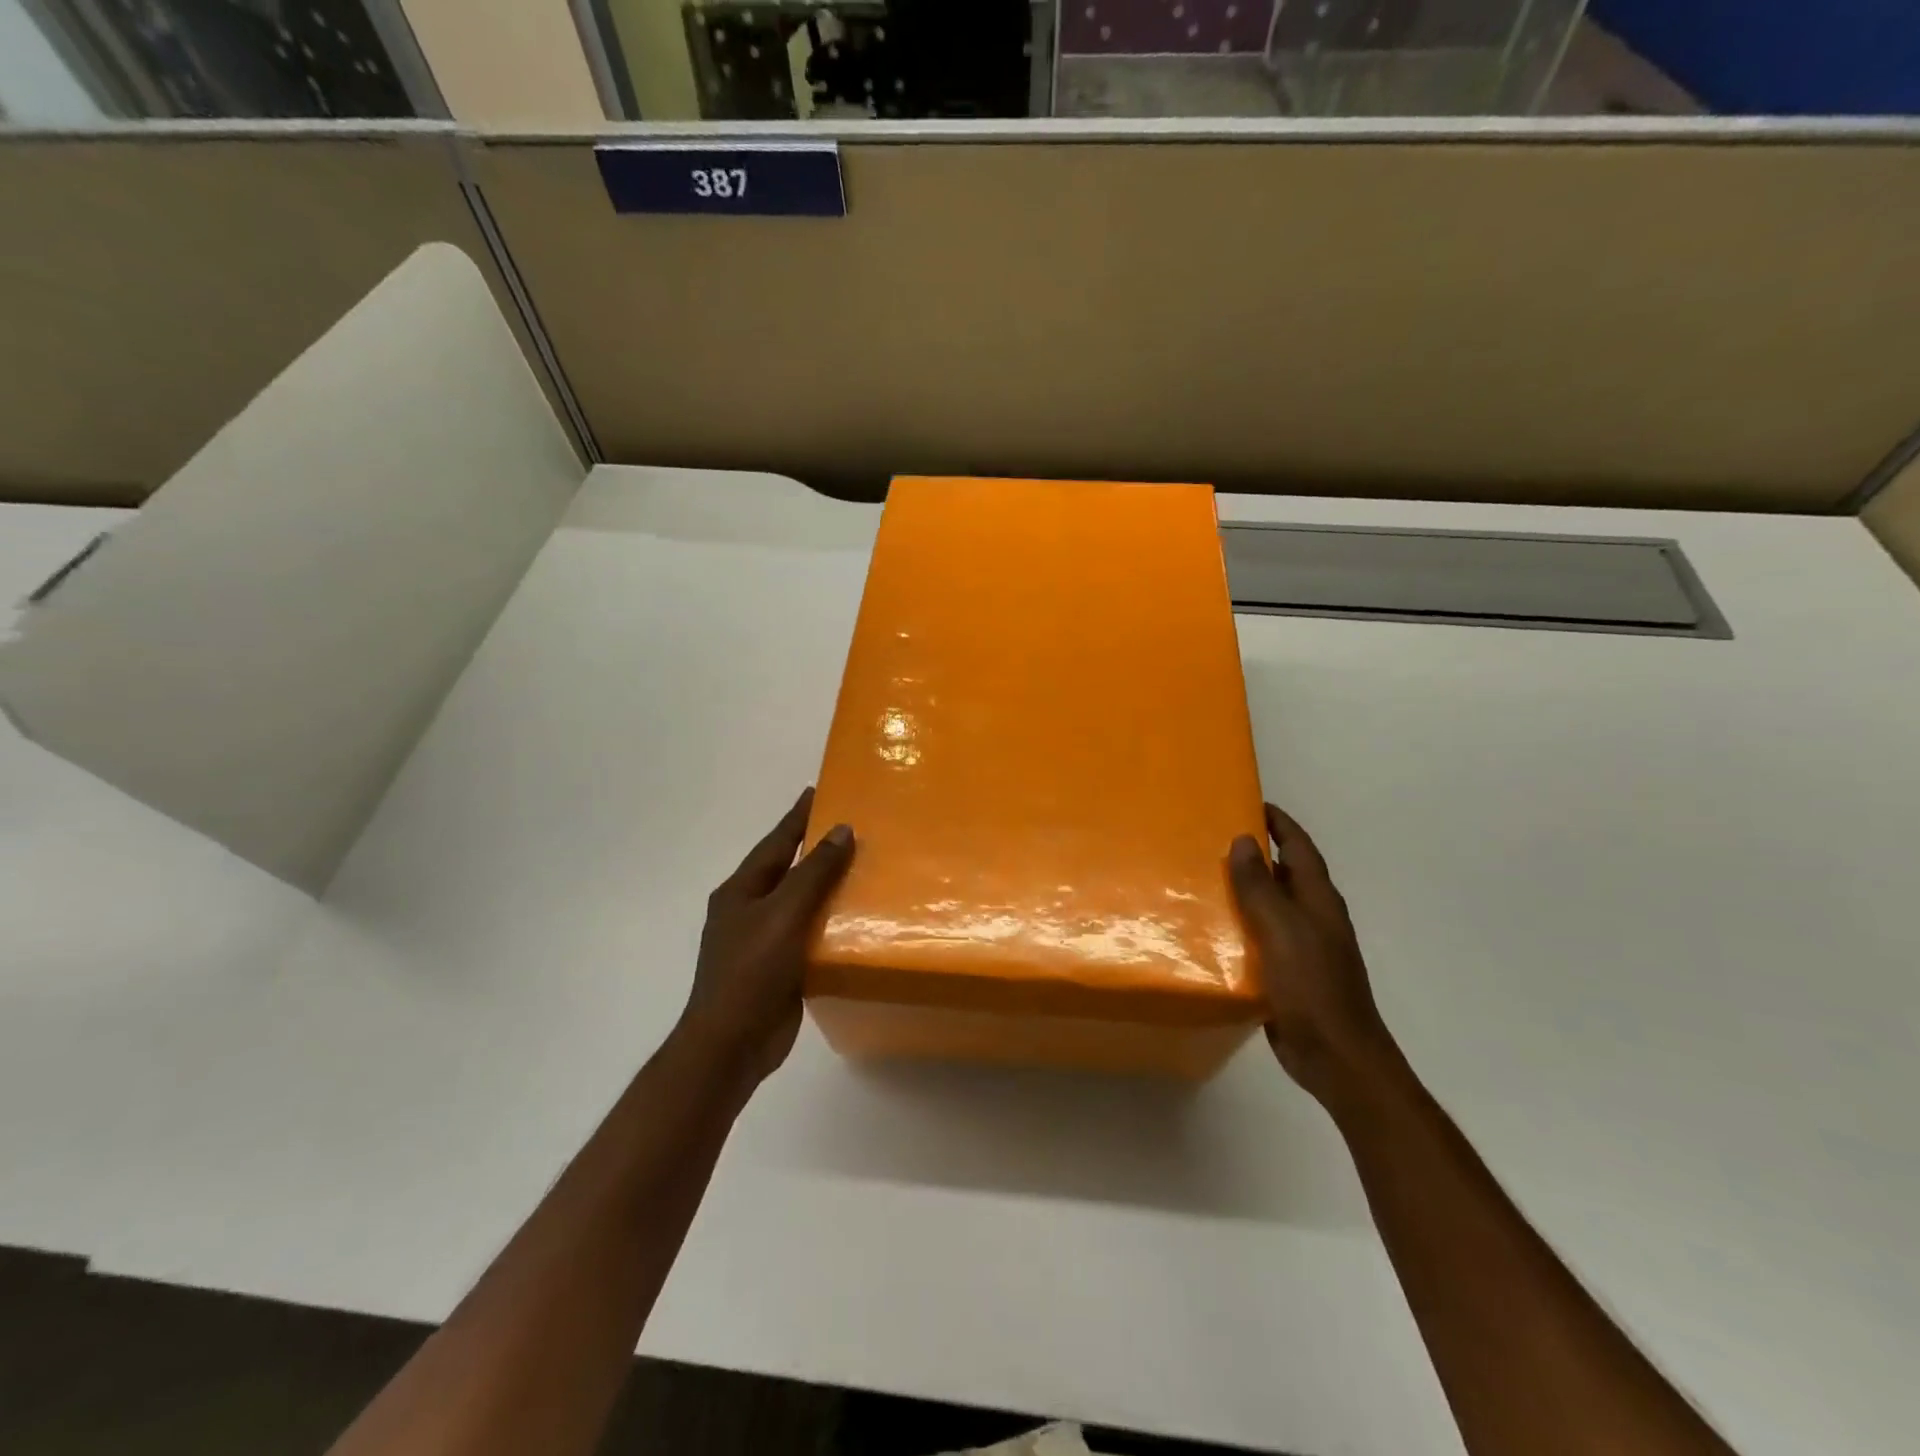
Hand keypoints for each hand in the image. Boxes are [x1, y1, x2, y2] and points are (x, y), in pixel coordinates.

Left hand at [678, 788, 854, 1086]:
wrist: (732, 1044)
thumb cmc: (751, 971)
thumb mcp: (784, 914)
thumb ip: (814, 873)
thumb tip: (841, 830)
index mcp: (741, 891)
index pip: (776, 842)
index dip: (796, 817)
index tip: (817, 790)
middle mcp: (749, 910)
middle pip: (787, 869)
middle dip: (814, 848)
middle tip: (850, 826)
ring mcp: (763, 940)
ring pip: (800, 902)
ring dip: (826, 885)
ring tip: (863, 866)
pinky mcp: (780, 967)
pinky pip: (809, 932)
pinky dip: (830, 920)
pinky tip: (856, 917)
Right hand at [1228, 803, 1396, 1102]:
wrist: (1336, 1056)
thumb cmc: (1312, 986)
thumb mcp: (1282, 929)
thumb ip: (1260, 886)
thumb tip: (1244, 840)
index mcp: (1318, 899)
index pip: (1298, 847)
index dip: (1278, 823)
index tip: (1248, 801)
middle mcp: (1312, 916)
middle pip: (1283, 873)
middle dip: (1254, 853)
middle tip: (1210, 837)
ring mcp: (1301, 946)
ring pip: (1269, 905)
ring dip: (1242, 889)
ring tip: (1201, 877)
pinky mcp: (1287, 972)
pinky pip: (1259, 936)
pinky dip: (1238, 924)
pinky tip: (1210, 928)